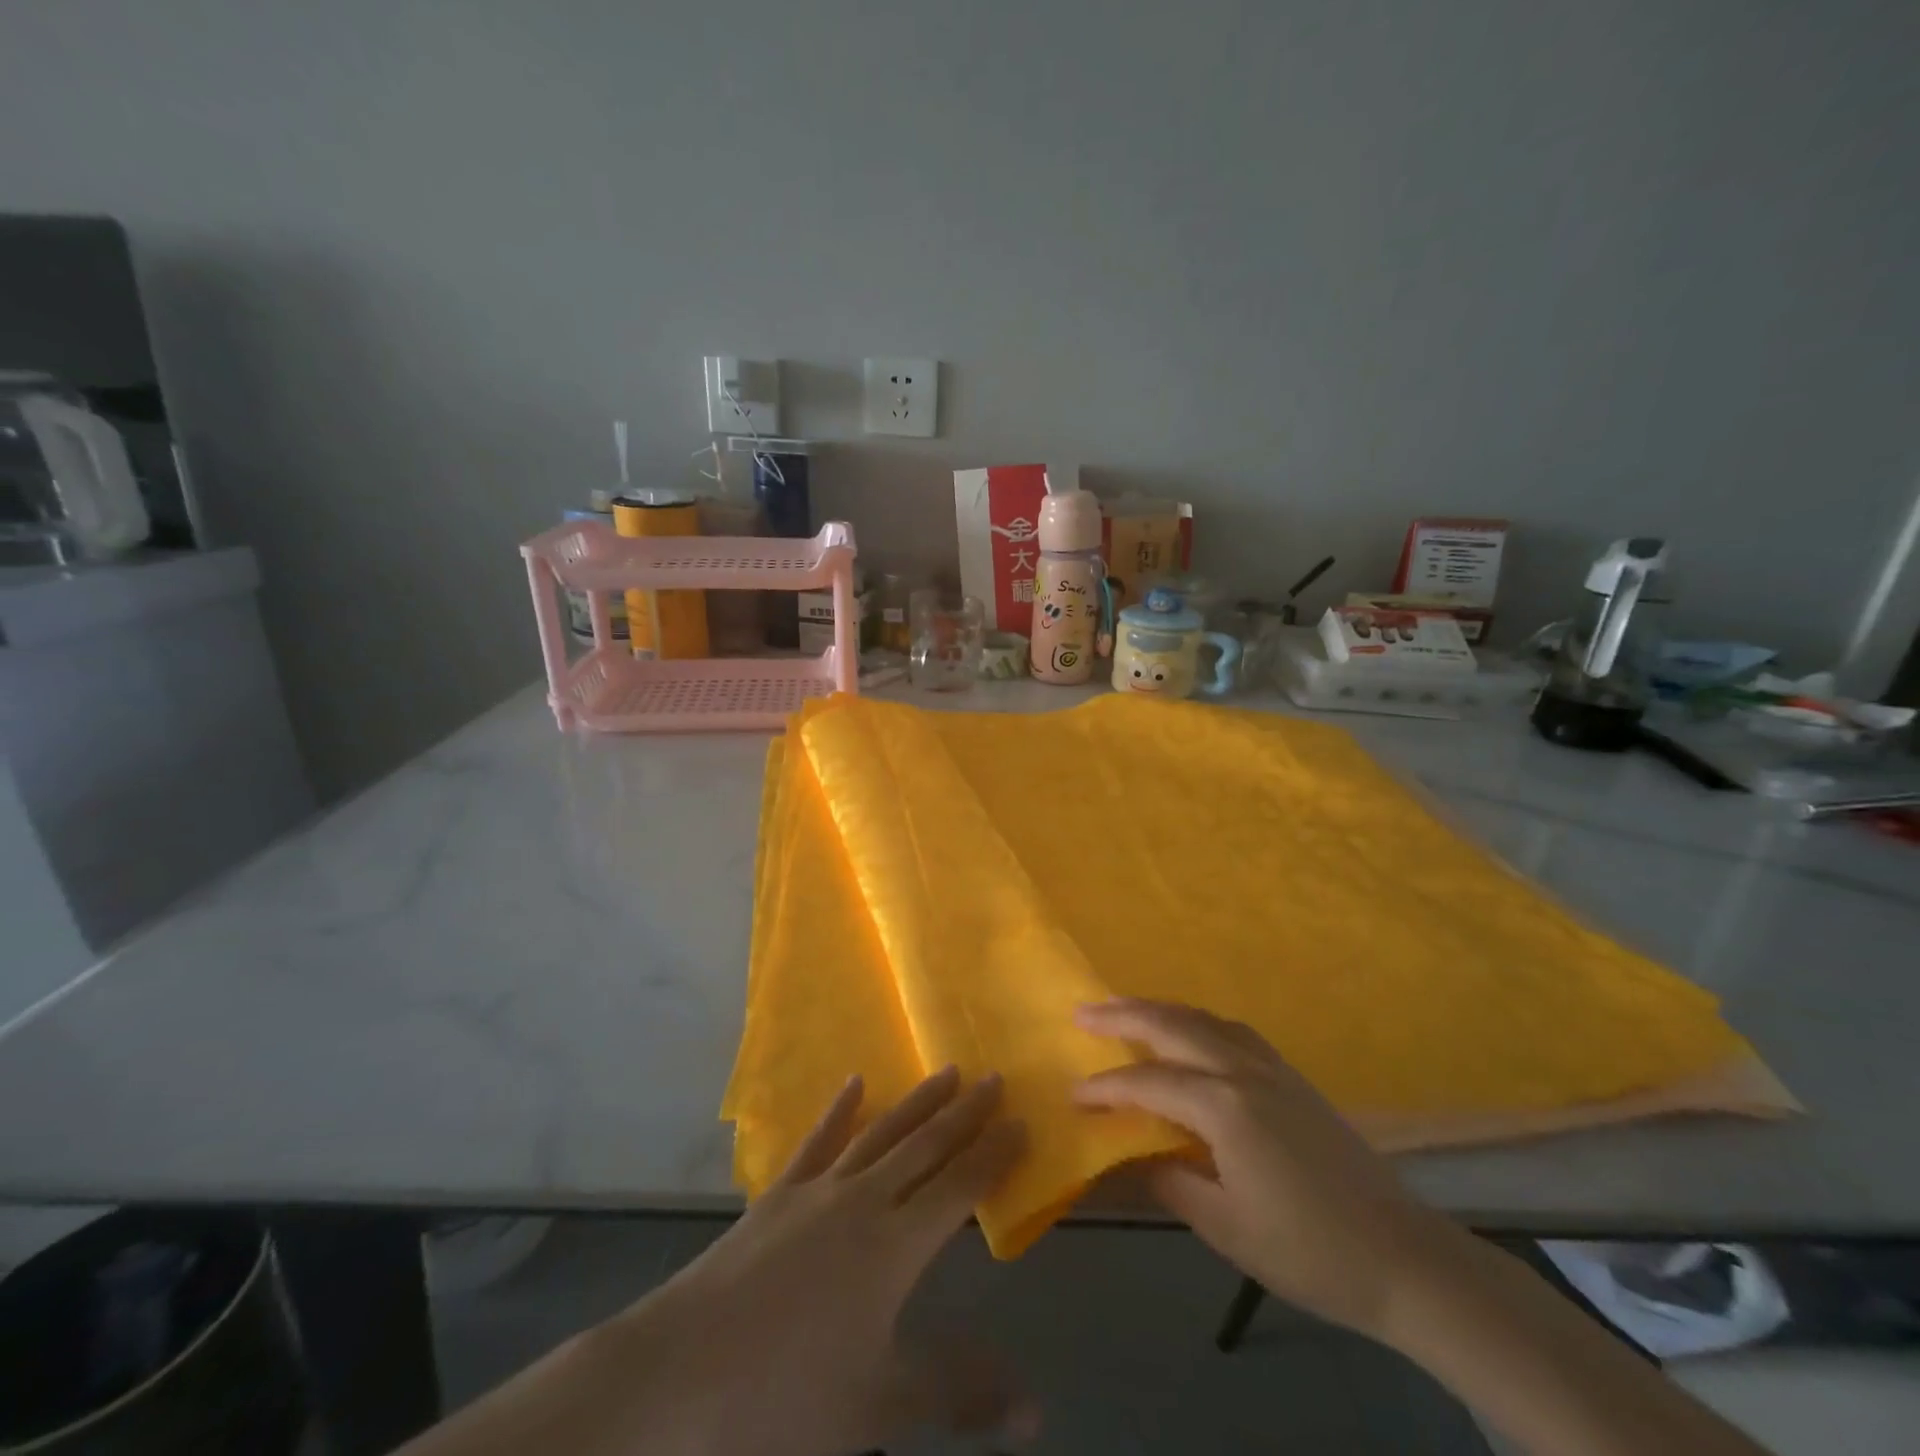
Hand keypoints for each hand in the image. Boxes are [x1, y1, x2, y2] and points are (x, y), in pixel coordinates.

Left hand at [622, 1067, 1032, 1455]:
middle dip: (965, 1113)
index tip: (1022, 1122)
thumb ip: (959, 1394)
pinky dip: (839, 1110)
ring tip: (946, 1072)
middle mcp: (864, 1200)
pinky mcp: (778, 1193)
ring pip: (881, 1132)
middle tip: (995, 1078)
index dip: (994, 1155)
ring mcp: (818, 1190)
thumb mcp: (879, 1406)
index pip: (960, 1187)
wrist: (680, 1373)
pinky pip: (818, 1140)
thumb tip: (1037, 1408)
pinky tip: (853, 1084)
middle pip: (926, 1146)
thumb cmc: (785, 1397)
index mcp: (895, 1245)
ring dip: (917, 1102)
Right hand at [1074, 998, 1467, 1341]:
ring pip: (1204, 1018)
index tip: (1073, 1094)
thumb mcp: (1227, 1227)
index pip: (1148, 1084)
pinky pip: (1231, 1030)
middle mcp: (1244, 1071)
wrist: (1404, 1257)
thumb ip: (1171, 1180)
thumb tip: (1130, 1154)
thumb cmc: (1310, 1251)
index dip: (1106, 1088)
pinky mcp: (1292, 1076)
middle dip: (1122, 1016)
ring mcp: (1272, 1067)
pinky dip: (1197, 1020)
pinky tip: (1190, 1032)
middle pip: (1172, 1025)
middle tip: (1082, 1012)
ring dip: (1159, 1009)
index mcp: (1224, 1107)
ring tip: (1125, 1010)